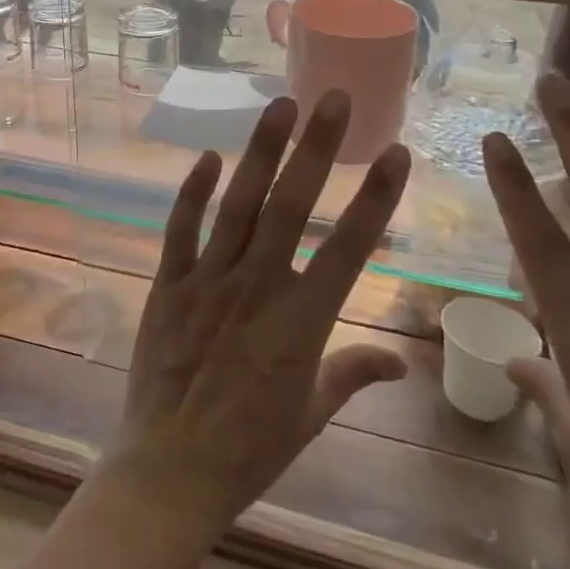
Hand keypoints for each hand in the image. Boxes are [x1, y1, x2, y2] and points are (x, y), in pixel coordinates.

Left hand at [98, 91, 411, 536]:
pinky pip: (180, 230)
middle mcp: (256, 289)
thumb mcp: (312, 414)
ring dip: (260, 153)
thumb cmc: (250, 449)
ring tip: (280, 106)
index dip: (376, 199)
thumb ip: (353, 374)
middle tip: (332, 98)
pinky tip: (208, 157)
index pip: (348, 249)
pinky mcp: (168, 284)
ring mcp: (208, 281)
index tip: (395, 153)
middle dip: (315, 149)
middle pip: (291, 207)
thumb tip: (401, 361)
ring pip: (238, 205)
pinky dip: (193, 192)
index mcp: (301, 323)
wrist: (170, 470)